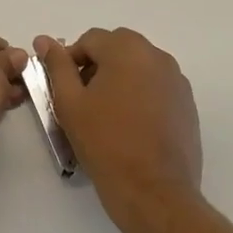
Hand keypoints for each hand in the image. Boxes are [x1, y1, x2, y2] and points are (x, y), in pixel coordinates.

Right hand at [34, 28, 202, 232]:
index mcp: (127, 50)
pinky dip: (140, 94)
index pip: (91, 39)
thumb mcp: (69, 102)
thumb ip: (57, 65)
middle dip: (97, 65)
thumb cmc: (105, 143)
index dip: (71, 60)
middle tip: (83, 99)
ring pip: (139, 66)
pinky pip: (156, 86)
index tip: (64, 89)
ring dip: (119, 78)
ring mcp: (177, 81)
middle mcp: (157, 57)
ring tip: (106, 113)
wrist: (154, 193)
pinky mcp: (187, 105)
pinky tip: (130, 125)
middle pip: (117, 48)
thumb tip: (44, 40)